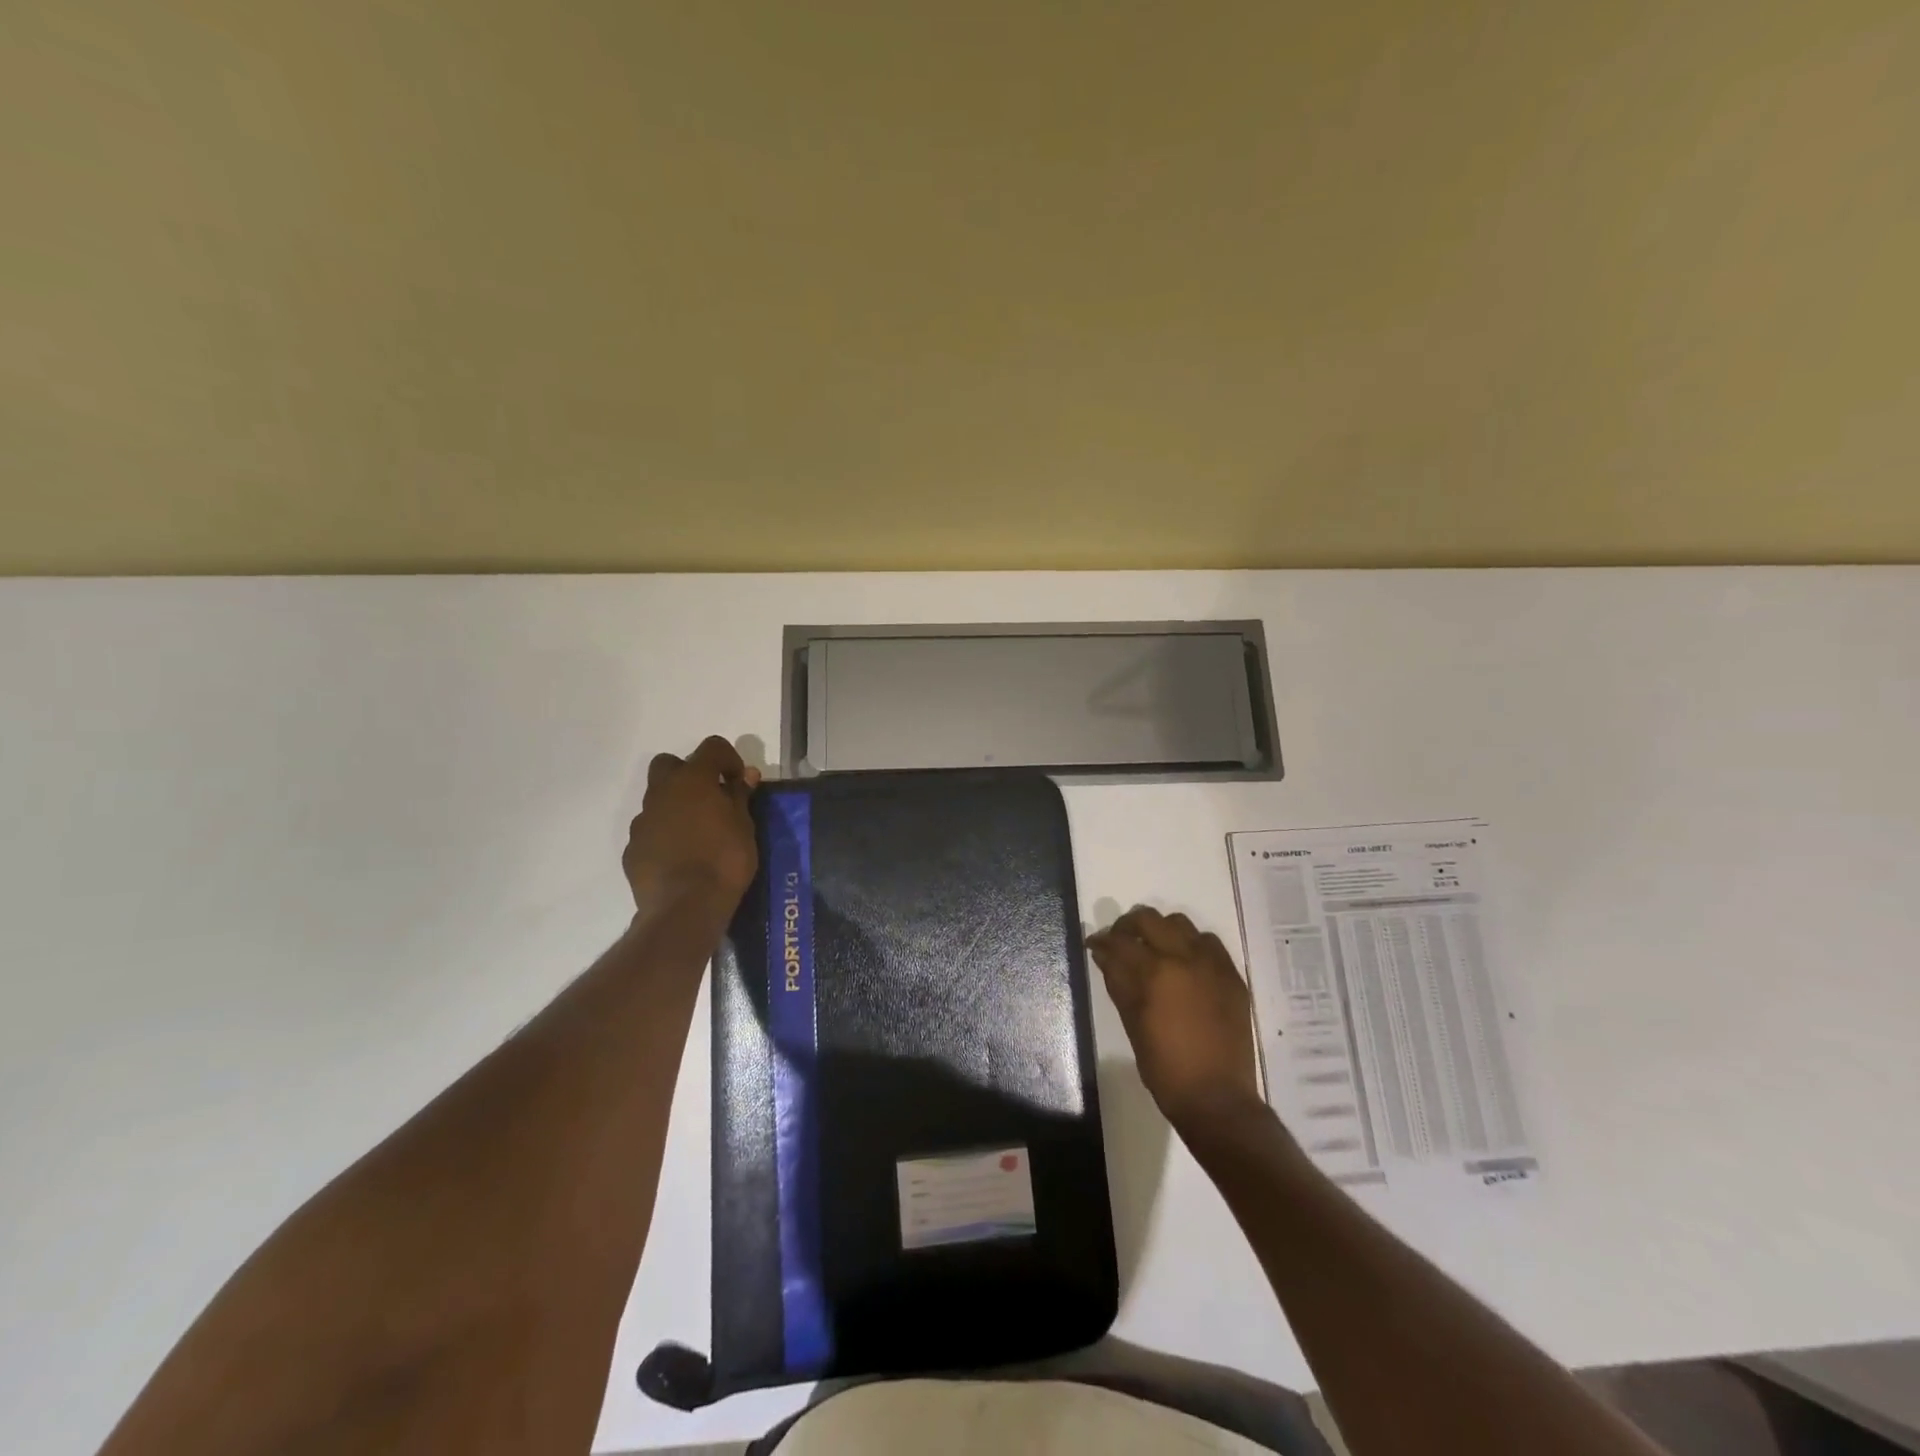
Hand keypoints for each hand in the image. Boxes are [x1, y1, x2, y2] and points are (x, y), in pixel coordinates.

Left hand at [623, 736, 761, 914]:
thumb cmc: (725, 860)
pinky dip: (665, 836)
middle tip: (711, 799)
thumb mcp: (745, 826)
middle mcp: (662, 792)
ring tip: (698, 835)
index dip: (728, 758)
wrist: (685, 907)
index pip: (711, 747)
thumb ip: (740, 796)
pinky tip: (681, 858)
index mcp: (693, 780)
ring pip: (658, 800)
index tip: (739, 782)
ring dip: (677, 807)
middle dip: (689, 774)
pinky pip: (651, 831)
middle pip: (669, 764)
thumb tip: (745, 775)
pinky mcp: (633, 848)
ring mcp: (643, 821)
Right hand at [1088, 906, 1262, 1132]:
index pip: (1120, 941)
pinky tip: (1185, 964)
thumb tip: (1104, 954)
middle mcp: (1185, 957)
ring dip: (1162, 931)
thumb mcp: (1132, 1023)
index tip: (1095, 944)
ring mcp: (1213, 964)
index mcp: (1156, 972)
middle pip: (1150, 919)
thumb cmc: (1165, 1067)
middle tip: (1121, 941)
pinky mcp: (1232, 976)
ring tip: (1155, 950)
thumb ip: (1118, 982)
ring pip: (1182, 924)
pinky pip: (1209, 943)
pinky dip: (1192, 945)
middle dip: (1129, 926)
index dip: (1102, 940)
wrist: (1217, 1098)